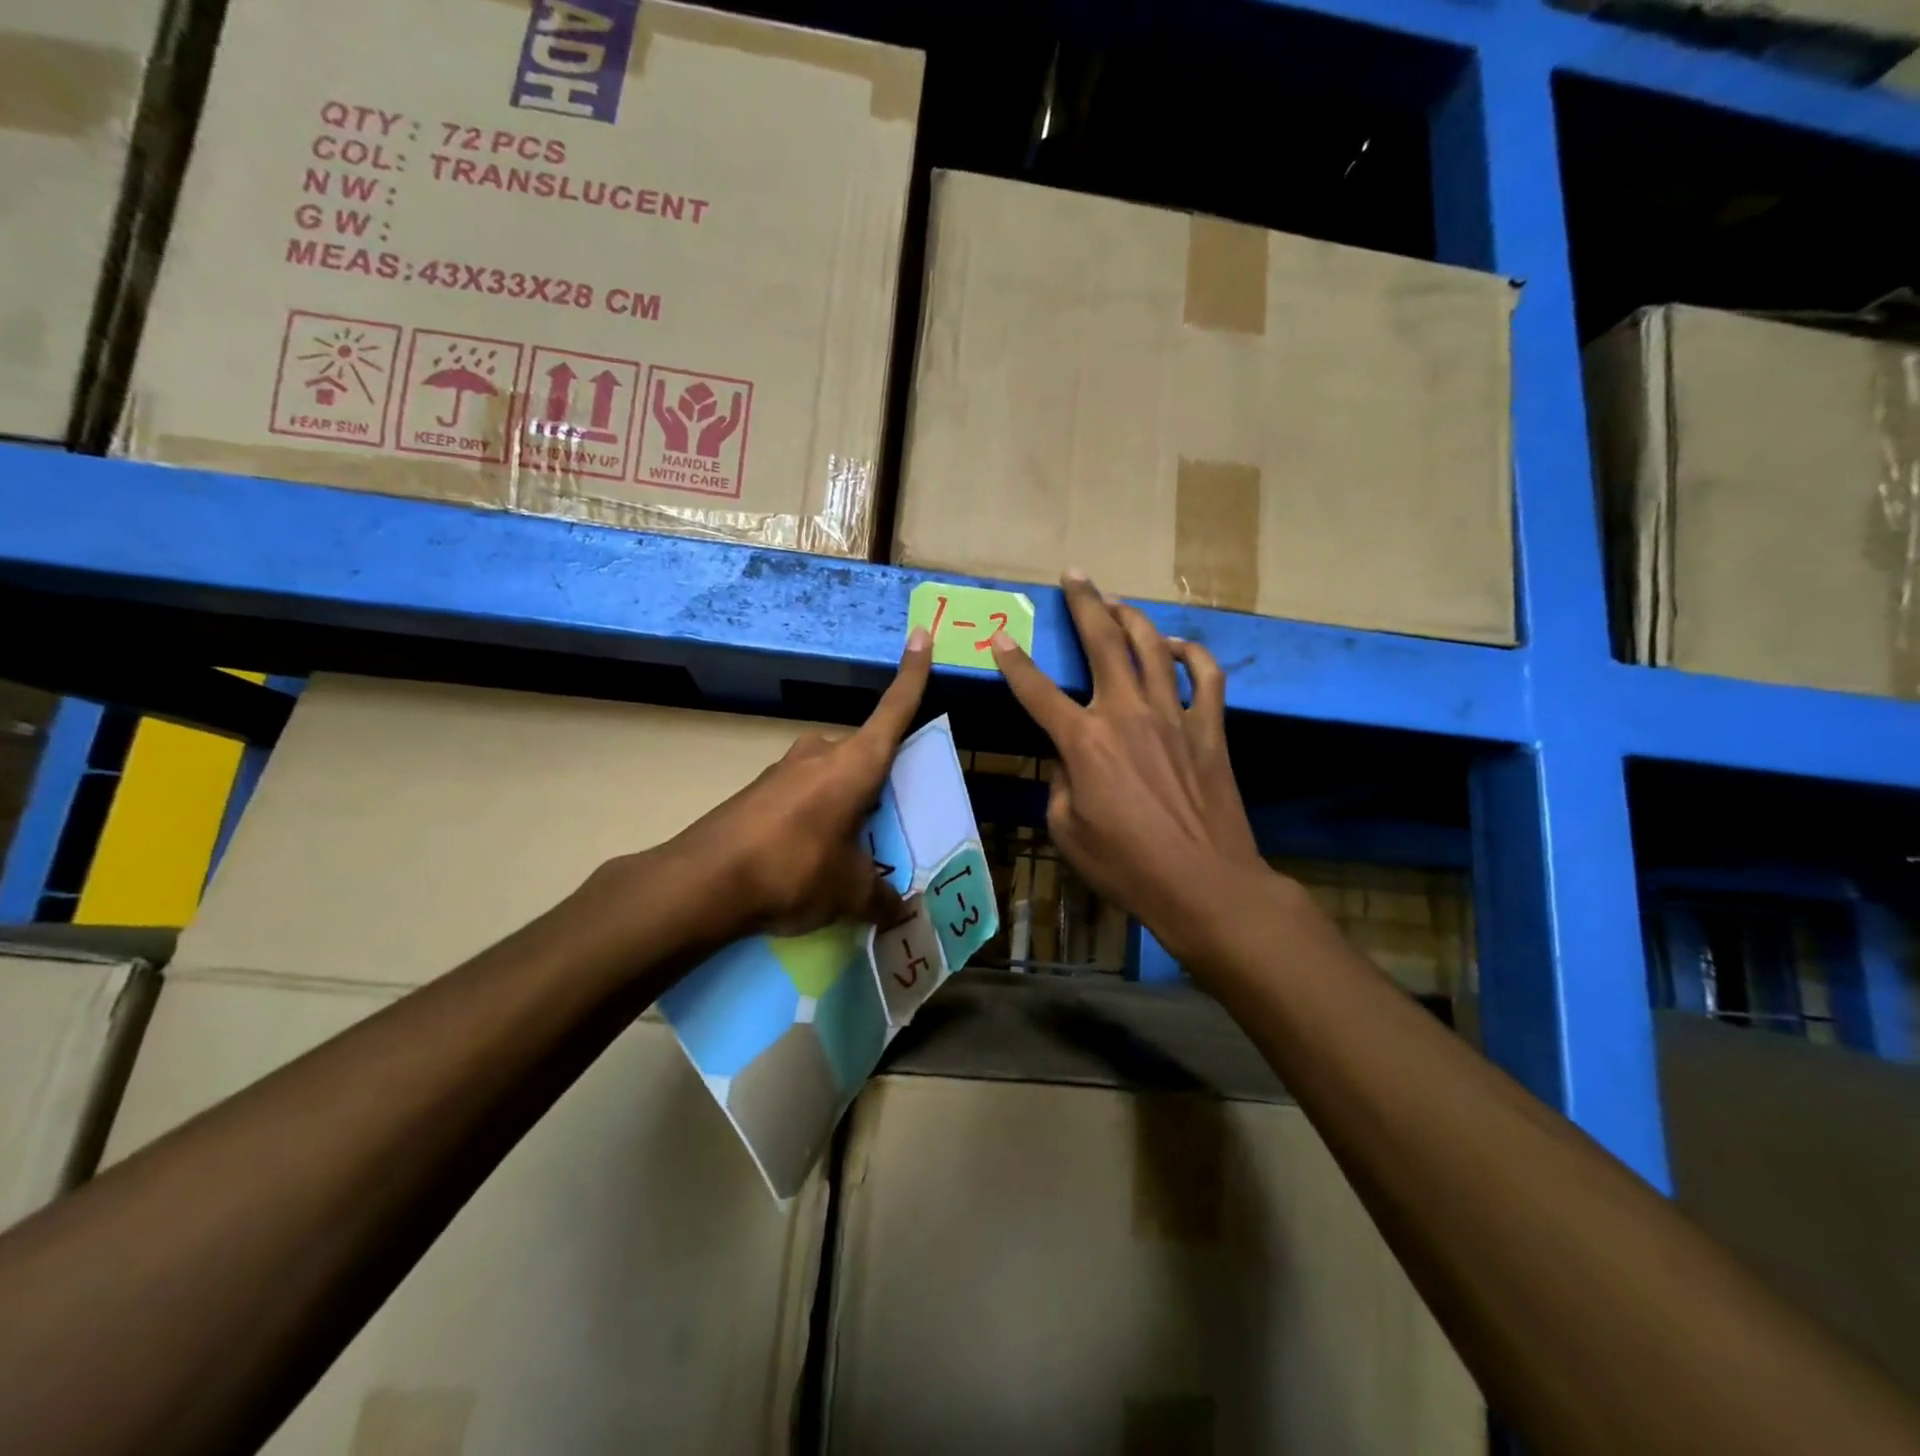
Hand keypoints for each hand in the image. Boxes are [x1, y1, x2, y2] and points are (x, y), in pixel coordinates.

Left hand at [649, 631, 932, 940]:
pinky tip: (805, 859)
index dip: (912, 673)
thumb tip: (900, 909)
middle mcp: (819, 754)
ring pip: (830, 778)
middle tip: (887, 826)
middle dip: (877, 784)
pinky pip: (800, 797)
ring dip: (843, 805)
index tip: (921, 633)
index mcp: (855, 764)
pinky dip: (813, 819)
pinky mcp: (756, 791)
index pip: (894, 710)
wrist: (703, 882)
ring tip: (846, 854)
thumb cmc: (795, 870)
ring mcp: (782, 769)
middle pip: (862, 755)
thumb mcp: (849, 892)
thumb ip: (881, 897)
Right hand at [991, 574, 1269, 966]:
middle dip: (1083, 603)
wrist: (1204, 884)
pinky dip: (1191, 653)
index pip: (1036, 690)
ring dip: (1130, 617)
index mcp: (1084, 741)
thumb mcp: (1067, 830)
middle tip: (1074, 576)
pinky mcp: (1209, 728)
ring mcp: (1173, 715)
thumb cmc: (1127, 866)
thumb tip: (1068, 757)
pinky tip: (1176, 645)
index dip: (1013, 661)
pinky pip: (1204, 676)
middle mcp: (1126, 713)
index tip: (999, 636)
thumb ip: (1060, 783)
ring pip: (1151, 646)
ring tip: (1115, 602)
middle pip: (1102, 642)